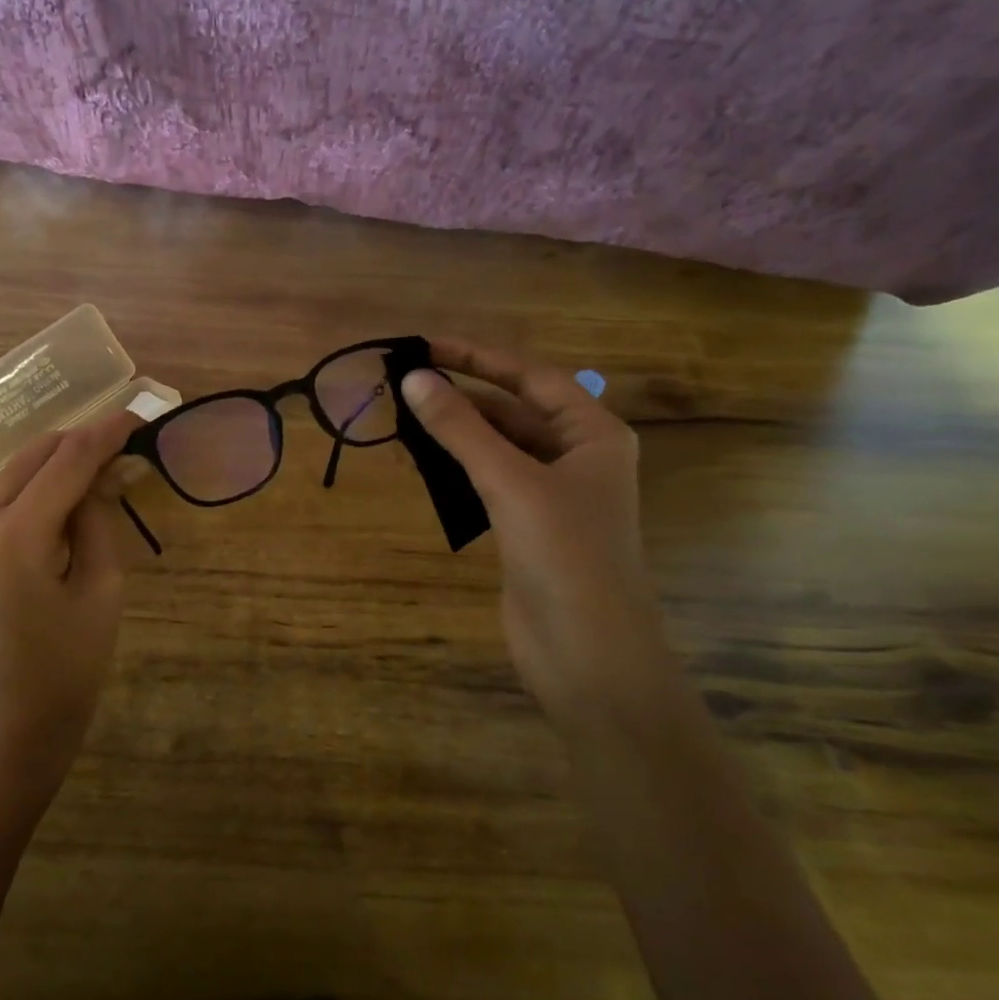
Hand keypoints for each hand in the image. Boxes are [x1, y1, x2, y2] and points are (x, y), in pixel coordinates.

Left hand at [0, 410, 142, 809]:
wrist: (15, 725)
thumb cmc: (72, 667)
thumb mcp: (102, 589)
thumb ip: (100, 518)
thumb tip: (107, 471)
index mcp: (15, 537)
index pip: (67, 461)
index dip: (106, 433)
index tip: (142, 416)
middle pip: (34, 455)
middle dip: (82, 439)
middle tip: (128, 439)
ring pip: (16, 472)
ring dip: (60, 461)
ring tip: (106, 465)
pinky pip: (5, 499)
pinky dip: (40, 486)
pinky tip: (71, 495)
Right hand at [400, 338, 667, 715]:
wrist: (587, 653)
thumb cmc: (564, 555)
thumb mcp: (511, 482)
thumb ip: (461, 430)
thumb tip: (414, 379)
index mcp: (593, 434)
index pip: (531, 377)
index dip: (478, 357)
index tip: (426, 346)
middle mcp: (577, 457)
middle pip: (514, 411)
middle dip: (464, 396)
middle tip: (405, 384)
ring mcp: (552, 495)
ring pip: (499, 448)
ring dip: (457, 434)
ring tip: (405, 418)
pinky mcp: (528, 529)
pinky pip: (490, 482)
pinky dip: (459, 470)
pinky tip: (425, 466)